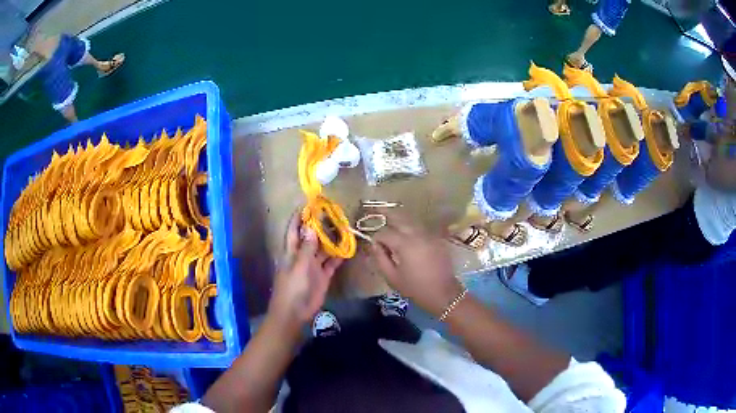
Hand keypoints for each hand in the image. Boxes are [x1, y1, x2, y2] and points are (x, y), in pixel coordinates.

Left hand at [269, 211, 343, 327]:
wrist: (294, 313)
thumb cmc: (292, 288)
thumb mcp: (299, 267)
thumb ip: (307, 248)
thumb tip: (310, 228)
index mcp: (292, 251)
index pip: (294, 229)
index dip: (299, 216)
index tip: (309, 204)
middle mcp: (303, 255)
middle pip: (311, 237)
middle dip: (320, 225)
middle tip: (334, 213)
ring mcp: (313, 266)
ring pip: (323, 249)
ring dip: (332, 240)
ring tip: (345, 227)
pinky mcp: (322, 276)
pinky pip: (331, 263)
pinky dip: (339, 257)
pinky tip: (348, 249)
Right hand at [369, 209, 463, 317]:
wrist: (443, 293)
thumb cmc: (415, 288)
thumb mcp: (392, 277)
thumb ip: (380, 258)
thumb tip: (374, 244)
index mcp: (404, 244)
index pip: (385, 232)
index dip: (376, 237)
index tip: (373, 244)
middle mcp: (417, 234)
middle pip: (399, 216)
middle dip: (386, 213)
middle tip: (375, 209)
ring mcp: (428, 234)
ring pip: (410, 219)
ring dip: (399, 217)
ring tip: (388, 217)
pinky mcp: (436, 238)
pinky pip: (420, 227)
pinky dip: (410, 225)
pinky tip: (405, 230)